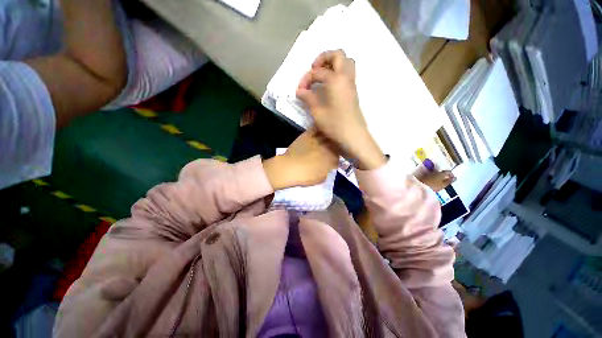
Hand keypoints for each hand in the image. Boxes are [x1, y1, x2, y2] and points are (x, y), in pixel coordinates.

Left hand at [263, 129, 338, 189]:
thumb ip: (327, 171)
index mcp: (331, 159)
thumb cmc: (305, 176)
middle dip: (335, 146)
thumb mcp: (321, 178)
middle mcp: (327, 147)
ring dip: (329, 137)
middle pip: (335, 144)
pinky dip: (319, 130)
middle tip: (332, 149)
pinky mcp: (307, 135)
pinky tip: (320, 130)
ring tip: (328, 138)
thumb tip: (328, 167)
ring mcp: (317, 140)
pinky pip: (316, 129)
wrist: (289, 168)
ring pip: (327, 135)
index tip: (334, 160)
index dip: (337, 158)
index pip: (339, 156)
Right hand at [296, 50, 385, 169]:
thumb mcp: (317, 112)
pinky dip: (338, 73)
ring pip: (346, 62)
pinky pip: (348, 74)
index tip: (300, 90)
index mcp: (336, 80)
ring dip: (333, 64)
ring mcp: (352, 85)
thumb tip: (300, 91)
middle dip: (324, 58)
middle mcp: (346, 78)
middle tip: (314, 70)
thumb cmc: (335, 125)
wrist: (354, 137)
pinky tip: (329, 86)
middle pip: (338, 54)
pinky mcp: (353, 93)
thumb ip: (308, 98)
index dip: (306, 78)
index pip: (318, 72)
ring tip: (322, 76)